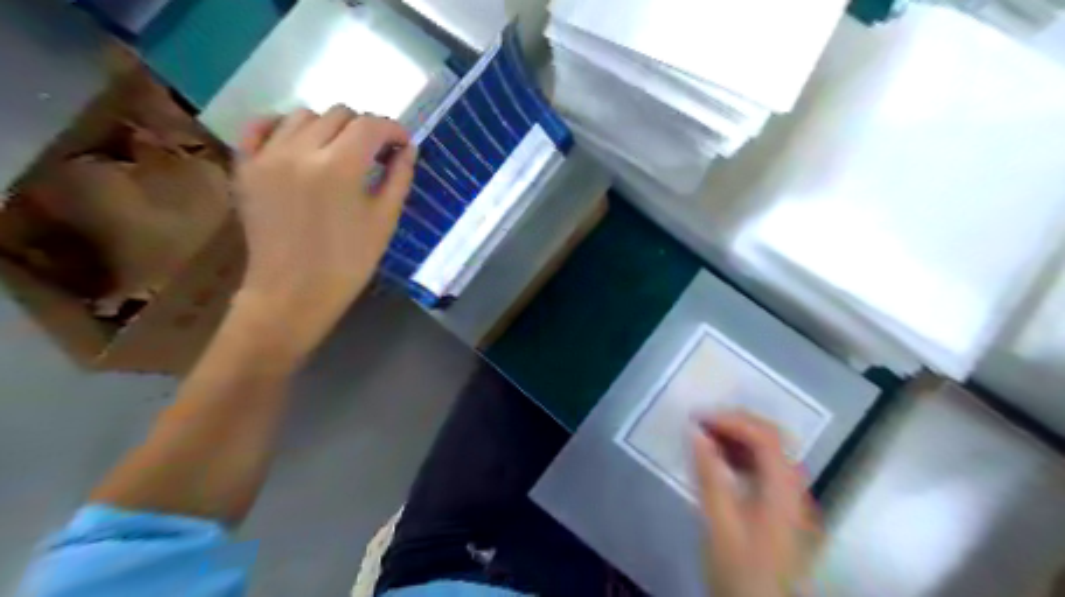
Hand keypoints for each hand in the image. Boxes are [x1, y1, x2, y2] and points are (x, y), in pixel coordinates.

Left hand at [235, 105, 414, 360]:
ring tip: (339, 152)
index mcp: (340, 167)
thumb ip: (399, 178)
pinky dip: (282, 125)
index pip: (371, 126)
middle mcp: (300, 151)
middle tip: (375, 153)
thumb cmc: (348, 263)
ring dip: (329, 127)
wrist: (293, 293)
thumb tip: (407, 149)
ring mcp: (267, 156)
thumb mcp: (384, 221)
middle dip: (365, 128)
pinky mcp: (245, 167)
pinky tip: (299, 143)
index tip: (403, 144)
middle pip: (339, 114)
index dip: (393, 129)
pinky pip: (260, 126)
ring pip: (303, 115)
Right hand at [692, 413, 821, 596]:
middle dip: (736, 423)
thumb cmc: (740, 572)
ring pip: (769, 453)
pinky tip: (719, 462)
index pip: (765, 437)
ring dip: (737, 438)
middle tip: (701, 423)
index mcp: (784, 490)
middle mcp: (794, 488)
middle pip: (772, 439)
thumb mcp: (719, 524)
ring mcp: (791, 499)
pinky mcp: (781, 510)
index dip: (732, 420)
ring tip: (704, 437)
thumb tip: (696, 433)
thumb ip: (709, 475)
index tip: (698, 419)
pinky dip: (741, 457)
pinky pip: (764, 469)